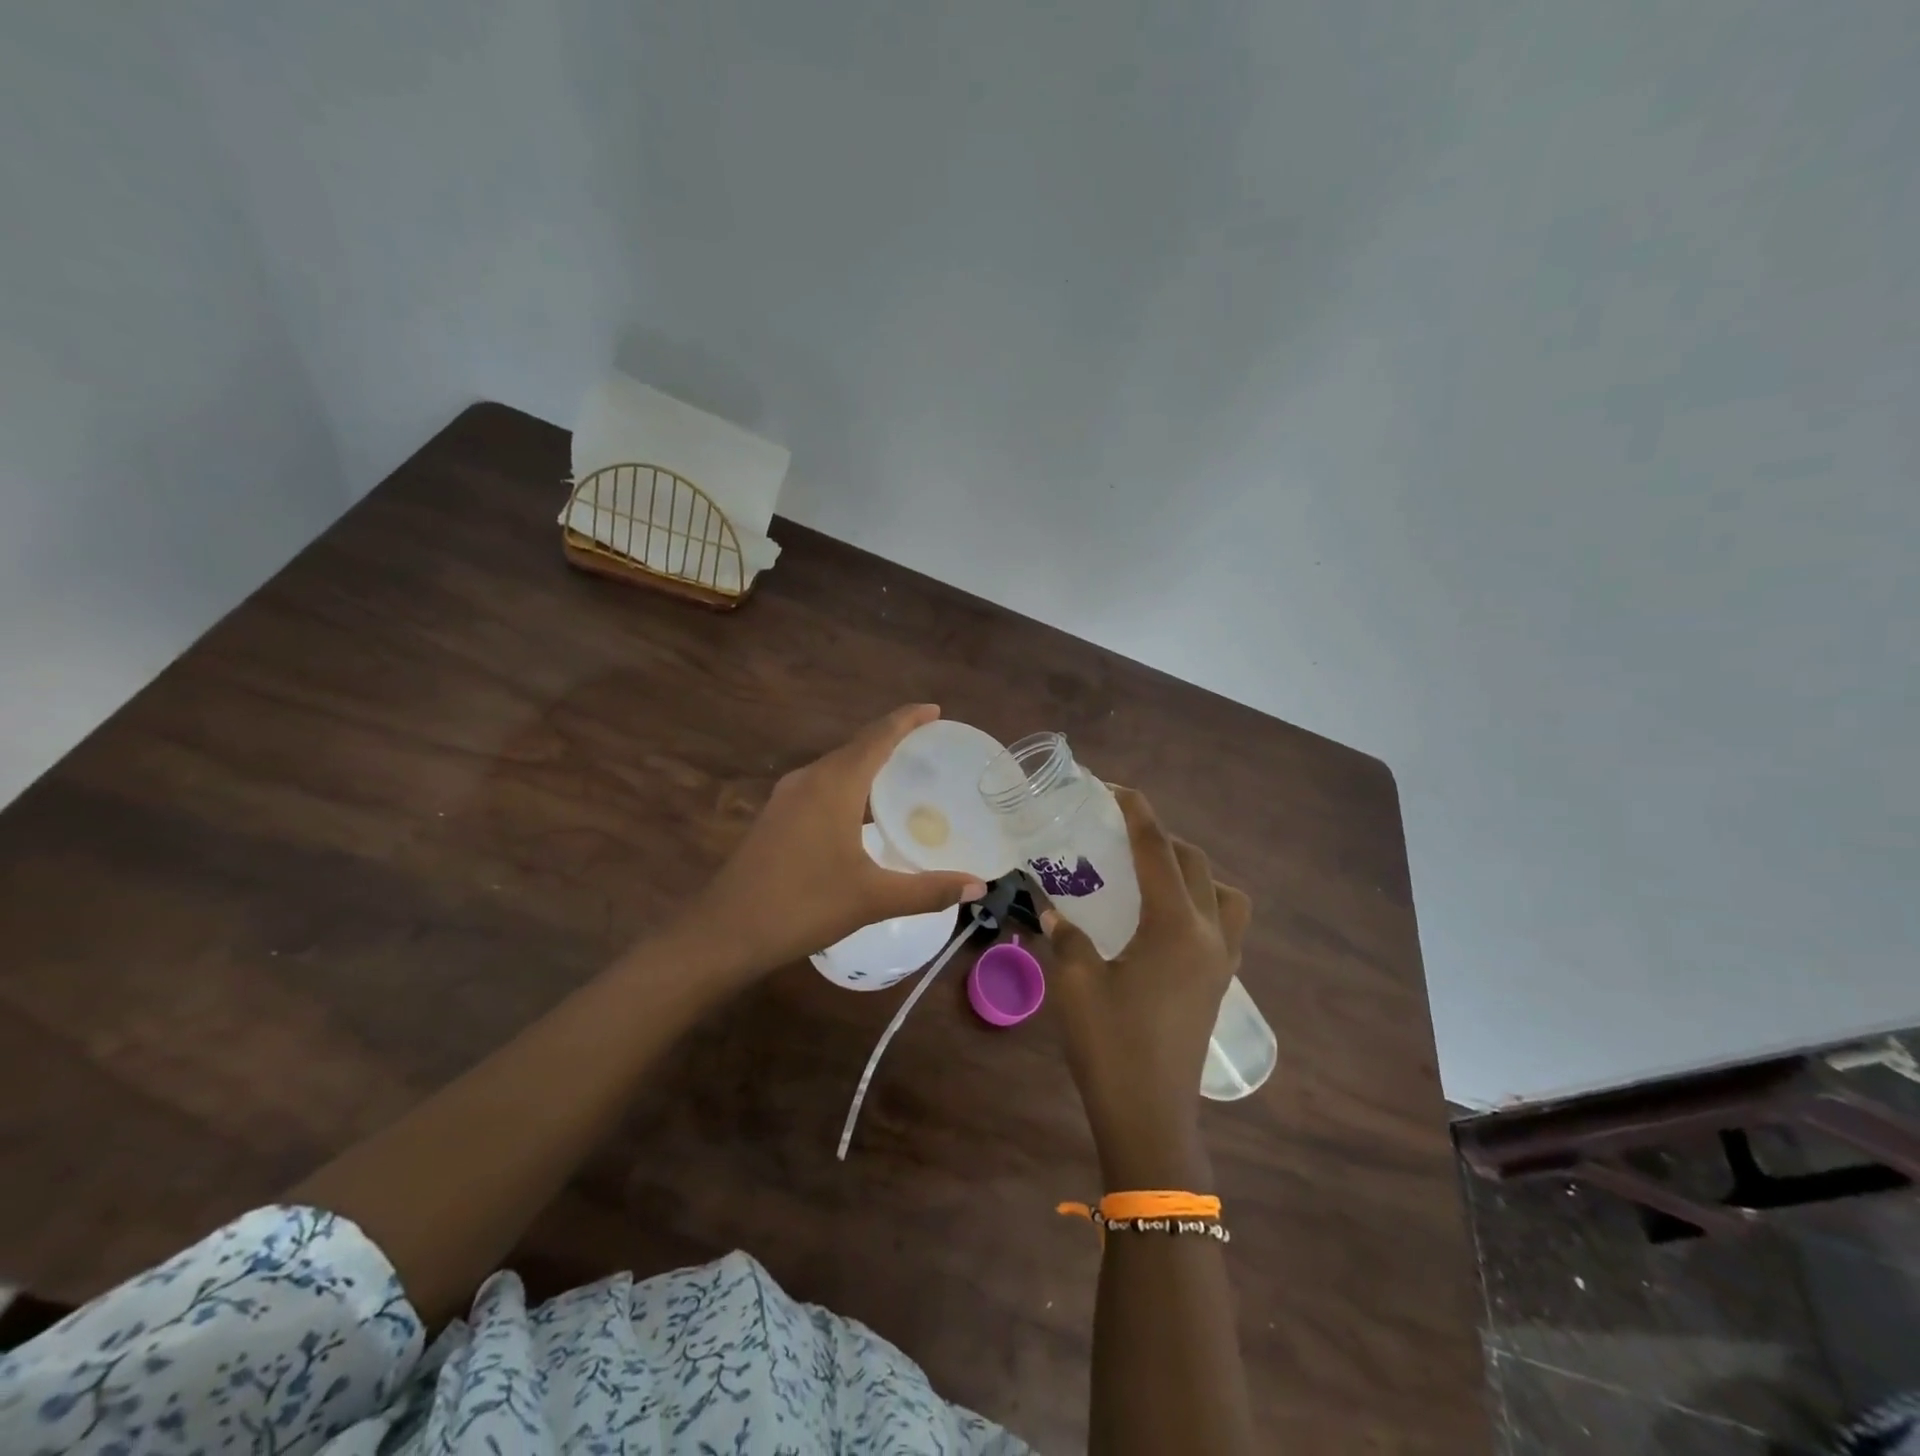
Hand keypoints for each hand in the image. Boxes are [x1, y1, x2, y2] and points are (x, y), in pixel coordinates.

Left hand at [683, 704, 987, 979]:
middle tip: (930, 748)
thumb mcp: (872, 899)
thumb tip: (978, 887)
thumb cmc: (803, 906)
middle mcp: (809, 779)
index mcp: (834, 784)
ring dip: (869, 765)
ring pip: (837, 768)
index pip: (878, 736)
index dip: (907, 719)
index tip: (934, 710)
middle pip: (857, 747)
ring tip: (903, 778)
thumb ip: (928, 890)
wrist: (724, 932)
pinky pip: (821, 786)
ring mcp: (786, 797)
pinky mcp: (775, 816)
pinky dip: (850, 787)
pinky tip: (863, 814)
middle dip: (892, 740)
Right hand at [1042, 787, 1250, 1188]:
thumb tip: (1049, 906)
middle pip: (1194, 864)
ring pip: (1224, 893)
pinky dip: (1202, 904)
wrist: (1149, 1117)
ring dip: (1192, 871)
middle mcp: (1209, 934)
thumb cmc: (1110, 1045)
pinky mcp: (1219, 984)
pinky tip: (1164, 922)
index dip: (1137, 813)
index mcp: (1175, 926)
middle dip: (1161, 838)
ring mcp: (1222, 961)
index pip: (1157, 851)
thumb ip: (1064, 935)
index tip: (1114, 789)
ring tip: (1153, 877)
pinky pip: (1225, 924)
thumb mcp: (1075, 982)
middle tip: (1121, 834)